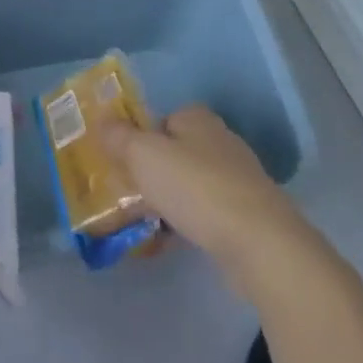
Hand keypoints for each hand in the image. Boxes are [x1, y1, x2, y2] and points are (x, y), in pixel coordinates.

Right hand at [98, 105, 310, 276]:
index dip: (139, 137)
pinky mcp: (248, 215)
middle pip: (174, 152)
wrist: (260, 244)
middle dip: (151, 172)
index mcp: (197, 118)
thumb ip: (119, 137)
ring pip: (189, 184)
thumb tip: (102, 120)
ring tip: (144, 223)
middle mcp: (220, 141)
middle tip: (127, 194)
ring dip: (167, 201)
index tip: (121, 162)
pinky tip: (170, 242)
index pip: (161, 118)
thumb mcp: (143, 156)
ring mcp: (238, 179)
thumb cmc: (195, 188)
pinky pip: (206, 213)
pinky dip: (187, 223)